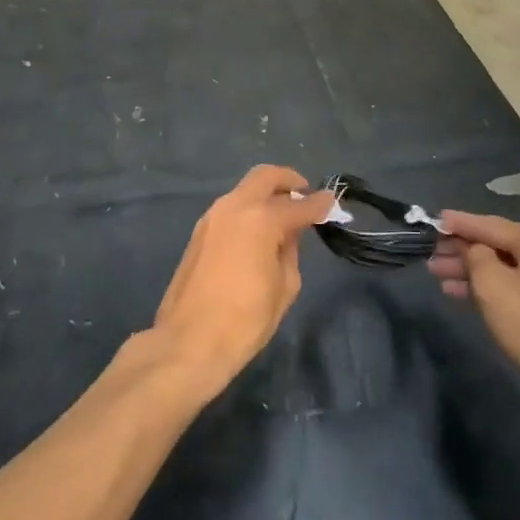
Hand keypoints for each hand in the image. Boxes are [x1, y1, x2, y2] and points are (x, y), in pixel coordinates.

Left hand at [151, 166, 333, 397]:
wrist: (188, 342)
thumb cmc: (245, 320)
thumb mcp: (284, 287)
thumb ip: (291, 251)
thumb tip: (289, 234)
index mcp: (260, 220)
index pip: (298, 205)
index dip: (319, 204)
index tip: (331, 202)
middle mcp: (234, 207)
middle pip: (265, 177)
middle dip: (288, 181)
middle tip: (304, 195)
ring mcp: (212, 217)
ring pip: (244, 190)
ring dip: (266, 195)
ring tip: (283, 216)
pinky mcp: (199, 232)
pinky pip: (231, 208)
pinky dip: (249, 210)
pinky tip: (259, 232)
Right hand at [428, 211, 519, 418]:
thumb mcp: (492, 287)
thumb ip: (475, 257)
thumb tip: (474, 249)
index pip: (491, 225)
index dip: (459, 223)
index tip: (434, 219)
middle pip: (501, 246)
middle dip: (464, 253)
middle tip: (431, 257)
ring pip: (511, 268)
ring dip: (476, 273)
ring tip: (442, 279)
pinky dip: (498, 288)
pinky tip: (470, 296)